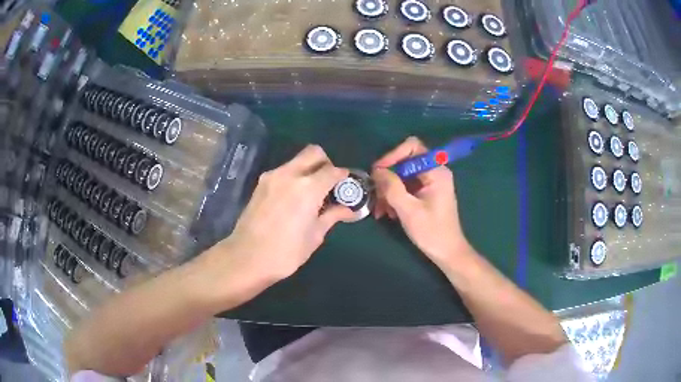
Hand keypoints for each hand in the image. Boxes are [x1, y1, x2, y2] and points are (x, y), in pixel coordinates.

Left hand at [223, 145, 353, 281]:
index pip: (332, 171)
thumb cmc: (286, 252)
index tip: (345, 186)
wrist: (247, 258)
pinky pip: (283, 171)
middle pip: (314, 153)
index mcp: (308, 188)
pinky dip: (294, 177)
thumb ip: (331, 216)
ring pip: (297, 160)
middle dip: (326, 163)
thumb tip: (347, 210)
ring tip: (311, 194)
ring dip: (308, 169)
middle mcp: (290, 174)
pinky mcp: (261, 183)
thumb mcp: (314, 236)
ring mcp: (272, 176)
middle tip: (328, 183)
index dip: (342, 177)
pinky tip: (294, 198)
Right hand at [372, 137, 470, 266]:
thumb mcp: (408, 210)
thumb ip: (392, 187)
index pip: (412, 147)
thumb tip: (377, 170)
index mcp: (436, 171)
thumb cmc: (432, 232)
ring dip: (388, 190)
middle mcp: (434, 172)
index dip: (393, 155)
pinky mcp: (426, 193)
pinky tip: (388, 213)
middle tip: (376, 195)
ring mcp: (430, 182)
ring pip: (402, 176)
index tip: (378, 172)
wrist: (447, 253)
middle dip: (388, 178)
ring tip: (380, 210)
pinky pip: (406, 187)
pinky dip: (395, 197)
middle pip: (405, 162)